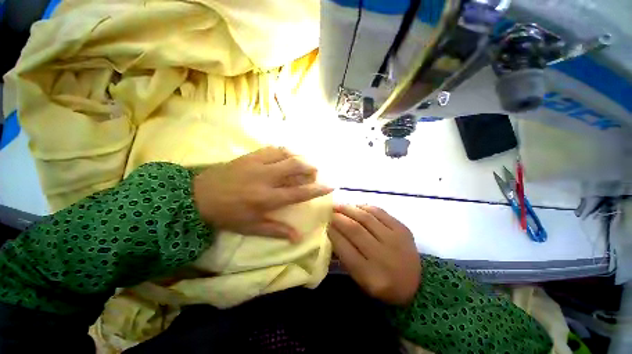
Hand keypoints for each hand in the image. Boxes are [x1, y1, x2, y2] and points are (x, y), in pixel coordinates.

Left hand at [193, 146, 332, 241]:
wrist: (198, 196)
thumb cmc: (227, 215)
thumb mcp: (251, 227)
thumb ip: (276, 230)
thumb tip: (297, 237)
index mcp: (267, 198)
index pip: (299, 192)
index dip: (317, 189)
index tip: (331, 185)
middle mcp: (266, 178)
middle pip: (296, 166)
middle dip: (311, 168)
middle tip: (314, 172)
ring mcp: (258, 164)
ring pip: (287, 154)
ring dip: (300, 157)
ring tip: (304, 162)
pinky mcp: (250, 156)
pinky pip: (274, 149)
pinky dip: (285, 151)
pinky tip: (288, 155)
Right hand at [328, 205, 420, 304]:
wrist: (416, 284)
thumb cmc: (381, 283)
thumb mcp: (360, 279)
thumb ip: (344, 256)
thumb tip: (332, 232)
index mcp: (370, 275)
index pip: (344, 248)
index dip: (332, 232)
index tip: (325, 224)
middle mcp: (383, 256)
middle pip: (355, 230)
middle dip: (338, 217)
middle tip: (330, 211)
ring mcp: (395, 240)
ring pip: (366, 217)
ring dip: (349, 209)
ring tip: (339, 205)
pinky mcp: (402, 229)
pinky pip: (380, 212)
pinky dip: (365, 207)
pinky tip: (356, 206)